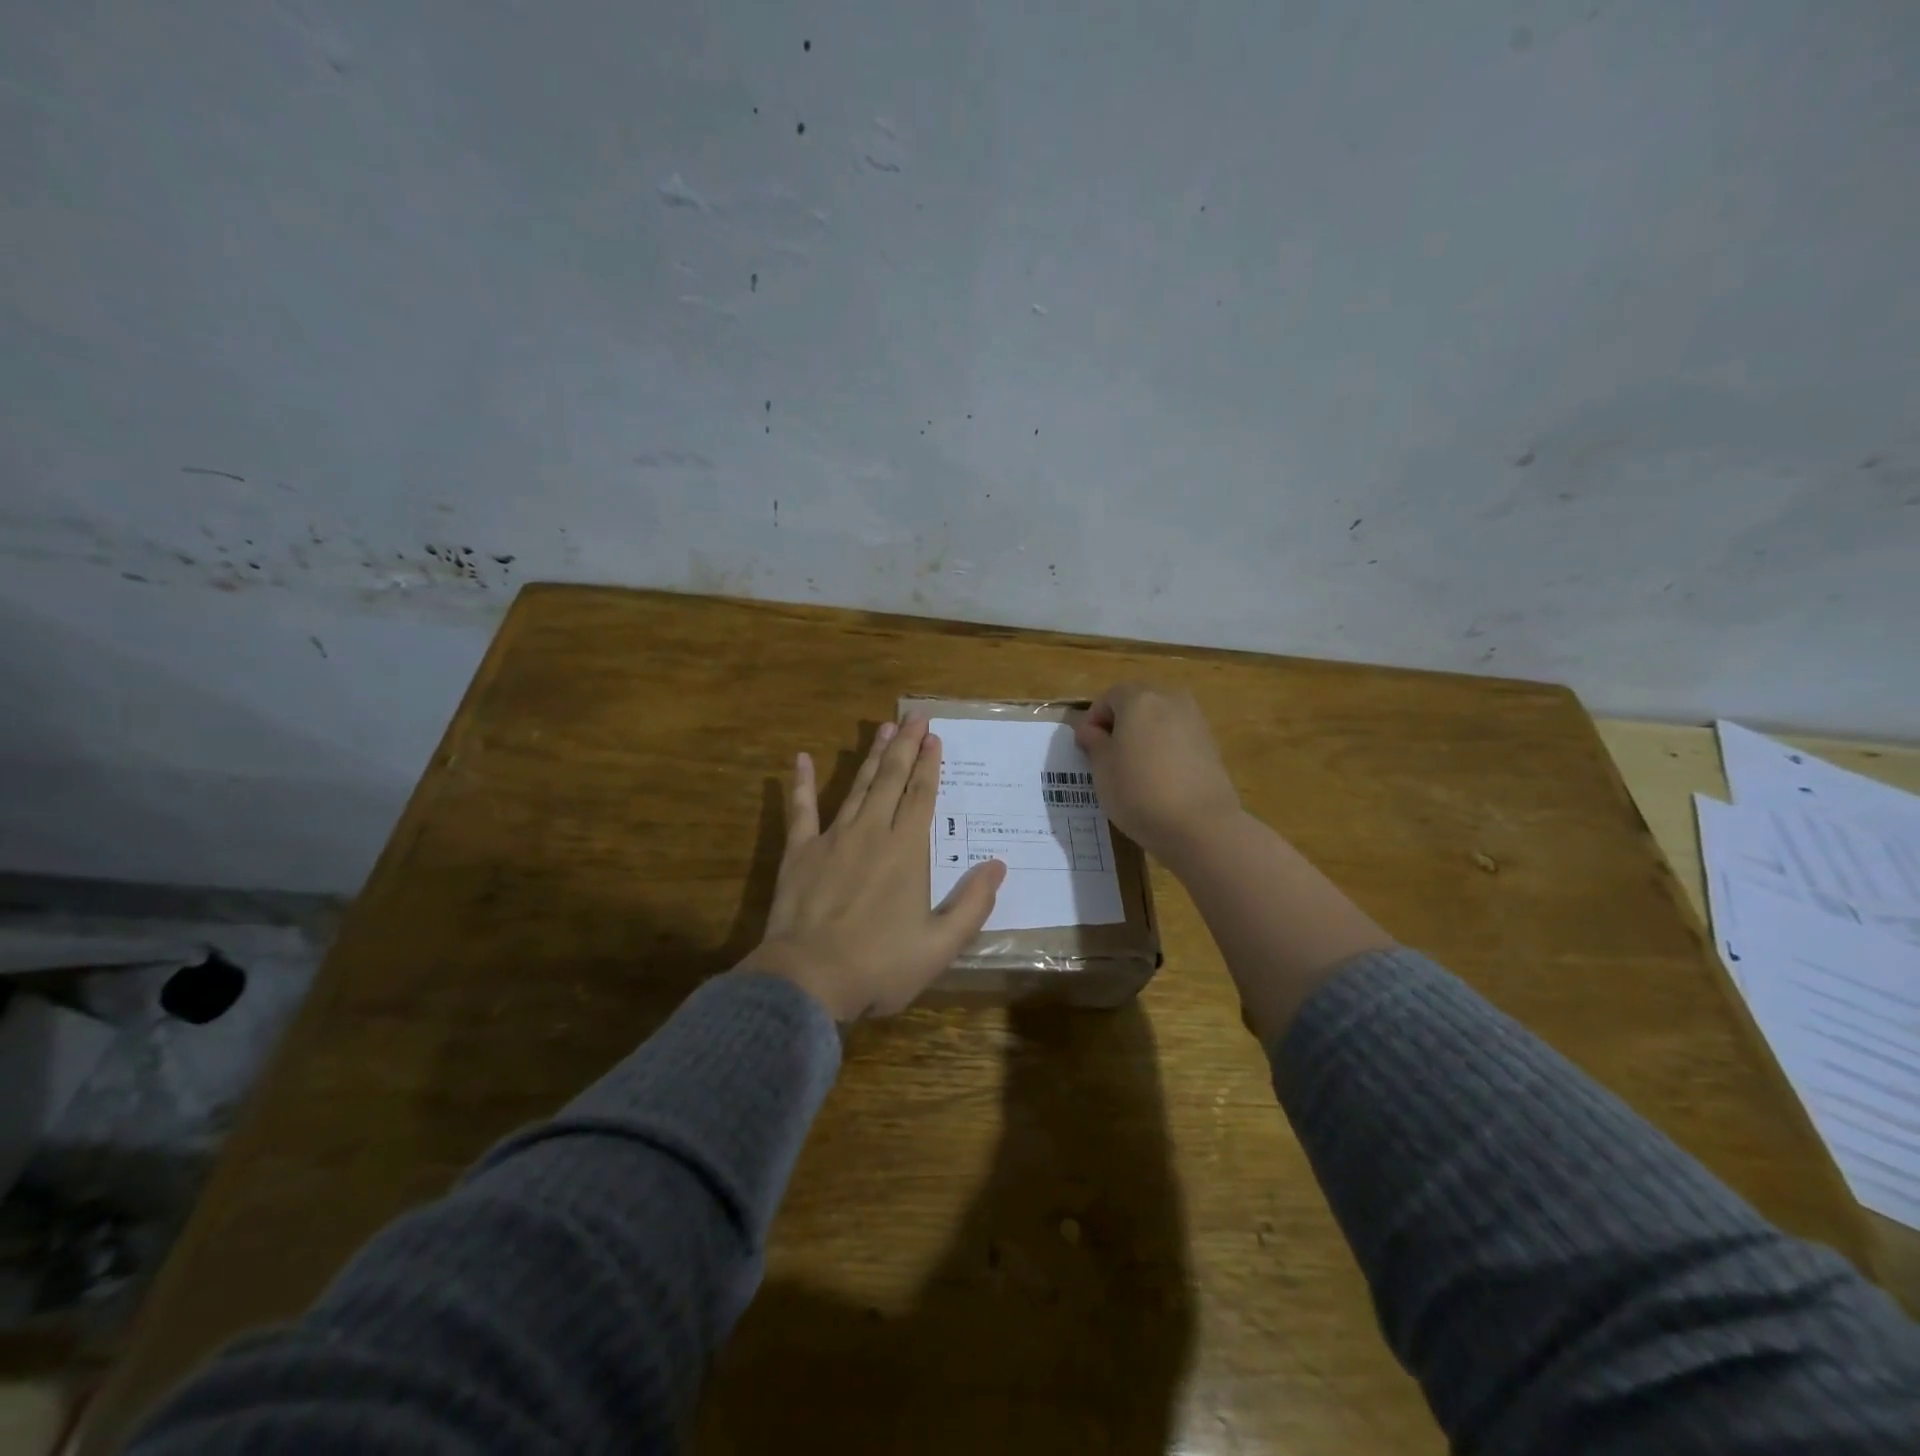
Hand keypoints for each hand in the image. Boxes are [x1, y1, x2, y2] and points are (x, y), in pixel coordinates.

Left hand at [741, 716, 1005, 1019]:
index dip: (930, 765)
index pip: (921, 796)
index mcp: (906, 851)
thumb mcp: (940, 945)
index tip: (935, 738)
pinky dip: (802, 783)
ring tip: (883, 729)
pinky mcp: (800, 853)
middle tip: (915, 717)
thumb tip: (998, 865)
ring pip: (856, 787)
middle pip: (891, 780)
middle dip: (905, 747)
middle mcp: (871, 833)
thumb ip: (972, 904)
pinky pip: (801, 810)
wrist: (809, 979)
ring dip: (871, 757)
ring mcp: (832, 839)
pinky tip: (802, 758)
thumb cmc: (879, 965)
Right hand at [1074, 684, 1241, 862]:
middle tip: (1109, 754)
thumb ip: (1093, 742)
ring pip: (1161, 718)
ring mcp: (1195, 720)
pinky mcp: (1211, 744)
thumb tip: (1091, 730)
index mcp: (1139, 699)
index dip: (1093, 719)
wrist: (1200, 825)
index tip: (1087, 747)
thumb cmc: (1139, 792)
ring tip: (1135, 766)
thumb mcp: (1102, 769)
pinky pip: (1179, 735)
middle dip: (1120, 722)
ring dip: (1144, 733)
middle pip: (1138, 701)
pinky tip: (1160, 776)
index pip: (1109, 696)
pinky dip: (1165, 747)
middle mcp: (1170, 700)